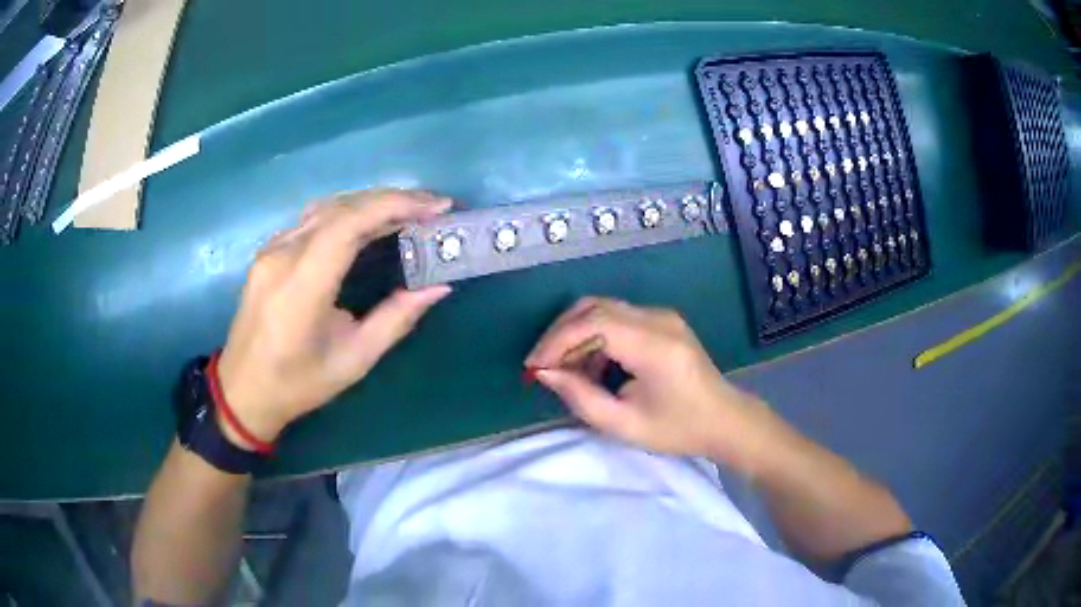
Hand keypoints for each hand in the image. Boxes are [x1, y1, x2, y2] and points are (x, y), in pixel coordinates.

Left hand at [216, 190, 452, 447]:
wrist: (242, 391)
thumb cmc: (298, 384)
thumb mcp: (354, 360)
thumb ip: (395, 319)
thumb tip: (438, 287)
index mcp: (301, 286)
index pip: (348, 224)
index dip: (395, 206)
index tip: (436, 206)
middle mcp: (282, 256)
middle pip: (341, 207)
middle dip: (391, 199)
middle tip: (432, 206)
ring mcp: (271, 250)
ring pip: (326, 207)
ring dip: (369, 202)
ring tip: (408, 210)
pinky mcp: (268, 252)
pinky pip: (312, 219)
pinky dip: (347, 213)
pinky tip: (367, 223)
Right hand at [526, 297, 781, 472]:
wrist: (725, 419)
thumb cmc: (679, 429)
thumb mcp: (624, 425)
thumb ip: (581, 398)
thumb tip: (546, 373)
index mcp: (655, 346)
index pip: (594, 323)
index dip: (557, 340)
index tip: (534, 366)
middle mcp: (659, 320)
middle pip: (595, 307)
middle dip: (561, 333)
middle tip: (542, 365)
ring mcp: (662, 316)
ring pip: (603, 308)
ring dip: (576, 334)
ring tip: (566, 371)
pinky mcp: (662, 321)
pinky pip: (618, 317)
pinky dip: (595, 335)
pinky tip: (591, 365)